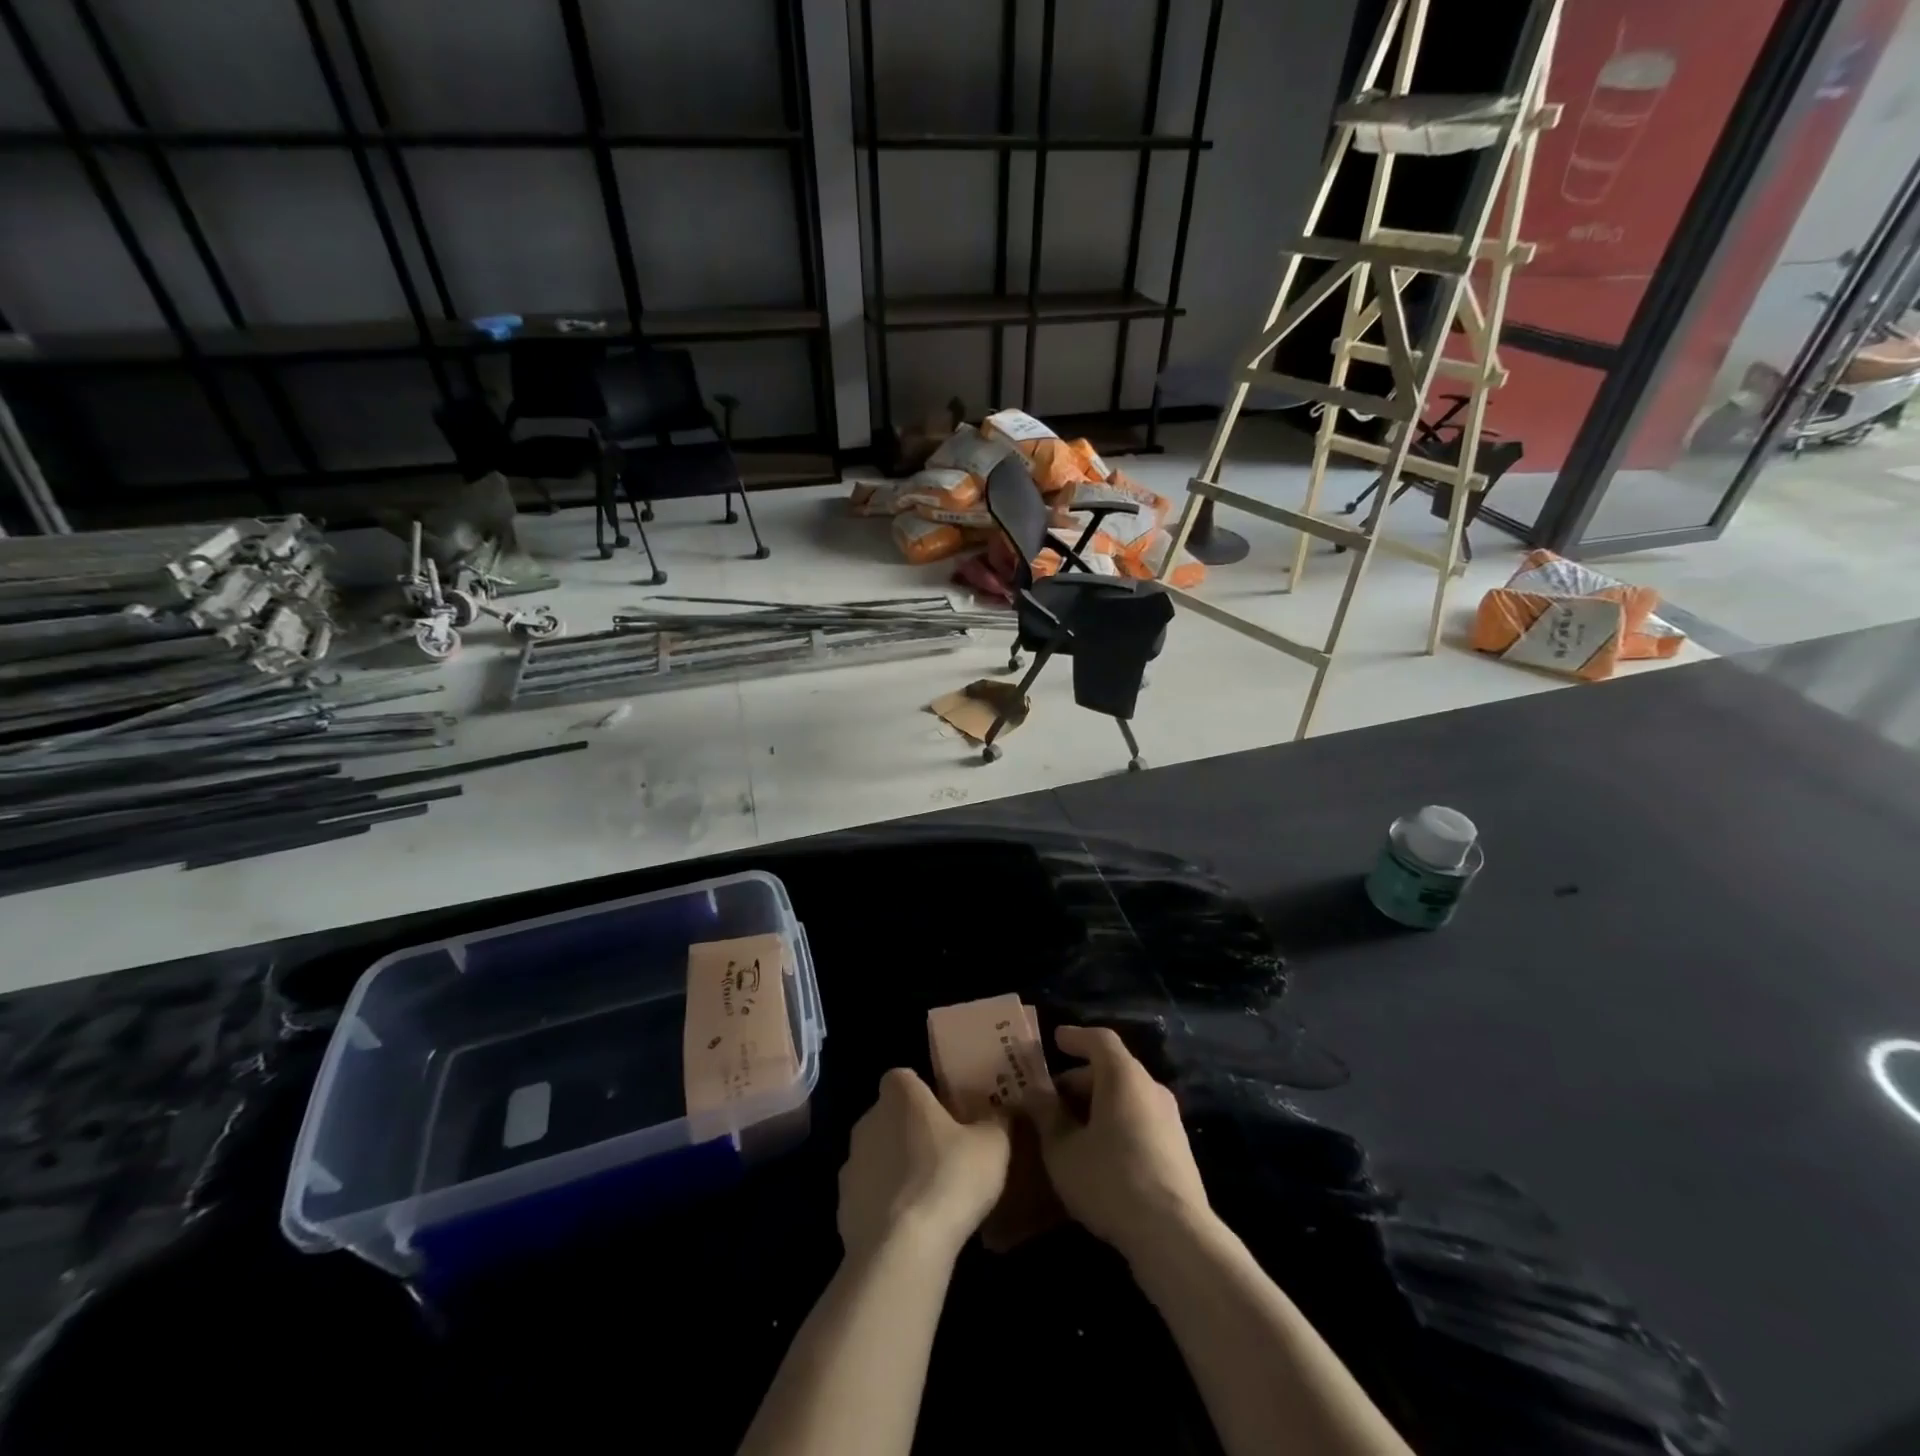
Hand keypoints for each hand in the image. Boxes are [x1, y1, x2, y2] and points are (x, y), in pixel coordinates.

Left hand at [837, 1068, 1009, 1264]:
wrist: (902, 1249)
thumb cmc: (949, 1178)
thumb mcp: (993, 1145)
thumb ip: (996, 1122)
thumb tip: (1000, 1114)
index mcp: (900, 1095)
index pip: (905, 1078)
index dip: (924, 1093)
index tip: (947, 1114)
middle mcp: (868, 1120)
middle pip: (890, 1117)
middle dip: (912, 1132)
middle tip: (945, 1155)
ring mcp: (851, 1165)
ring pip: (878, 1157)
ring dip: (897, 1170)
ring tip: (930, 1197)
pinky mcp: (843, 1207)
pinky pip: (870, 1196)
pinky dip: (886, 1206)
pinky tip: (911, 1228)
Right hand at [1029, 1025, 1211, 1259]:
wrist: (1175, 1236)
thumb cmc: (1110, 1180)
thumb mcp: (1063, 1150)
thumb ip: (1046, 1116)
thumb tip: (1034, 1094)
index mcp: (1123, 1076)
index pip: (1099, 1040)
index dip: (1075, 1038)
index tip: (1056, 1039)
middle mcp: (1151, 1088)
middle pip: (1113, 1070)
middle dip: (1080, 1080)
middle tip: (1051, 1100)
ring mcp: (1169, 1120)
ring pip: (1127, 1098)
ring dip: (1097, 1106)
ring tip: (1070, 1130)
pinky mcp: (1178, 1150)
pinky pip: (1139, 1121)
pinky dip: (1115, 1124)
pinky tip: (1098, 1155)